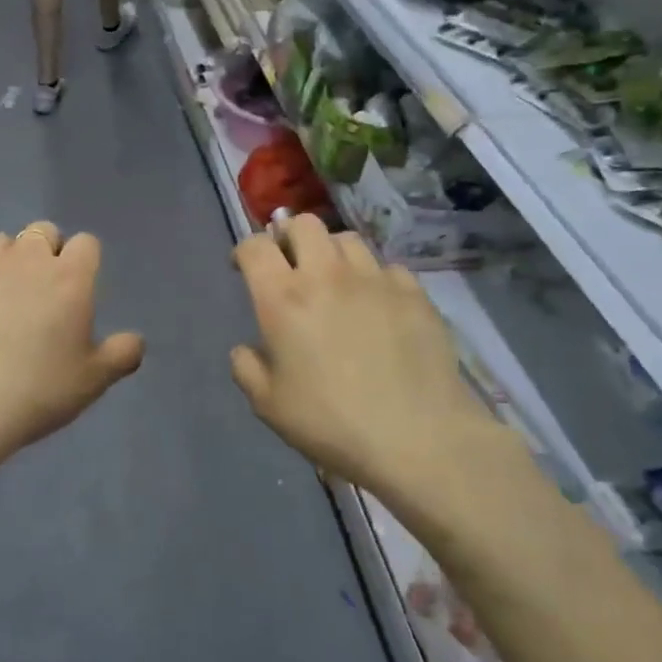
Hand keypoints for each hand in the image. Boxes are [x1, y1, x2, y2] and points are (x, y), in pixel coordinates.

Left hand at [0, 223, 144, 467]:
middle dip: (45, 252)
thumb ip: (122, 354)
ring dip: (2, 262)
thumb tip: (135, 340)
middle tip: (40, 292)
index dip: (84, 262)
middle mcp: (23, 261)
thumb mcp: (93, 382)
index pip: (86, 244)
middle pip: (41, 231)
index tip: (77, 290)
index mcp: (68, 279)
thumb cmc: (37, 394)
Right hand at [229, 215, 497, 503]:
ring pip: (347, 239)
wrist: (418, 437)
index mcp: (283, 299)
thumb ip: (247, 368)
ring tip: (333, 281)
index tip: (243, 267)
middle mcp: (327, 275)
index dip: (244, 250)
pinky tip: (375, 305)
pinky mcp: (414, 292)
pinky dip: (372, 278)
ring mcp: (375, 279)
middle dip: (288, 237)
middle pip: (303, 224)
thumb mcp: (268, 405)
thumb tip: (247, 348)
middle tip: (289, 265)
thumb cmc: (331, 423)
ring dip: (331, 253)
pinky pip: (386, 267)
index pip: (255, 246)